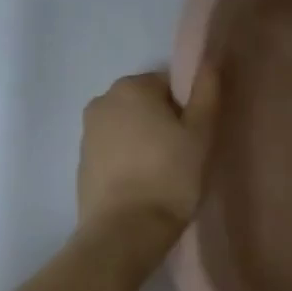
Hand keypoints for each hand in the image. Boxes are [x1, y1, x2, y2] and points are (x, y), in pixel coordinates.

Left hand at [76, 68, 219, 251]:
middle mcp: (102, 100)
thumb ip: (206, 92)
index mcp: (132, 86)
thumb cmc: (170, 175)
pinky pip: (115, 150)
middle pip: (147, 103)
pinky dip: (131, 159)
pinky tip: (145, 184)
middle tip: (185, 155)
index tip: (197, 136)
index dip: (189, 109)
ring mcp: (87, 132)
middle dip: (165, 122)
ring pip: (130, 127)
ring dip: (147, 141)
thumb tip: (209, 60)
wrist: (125, 230)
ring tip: (166, 173)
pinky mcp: (82, 161)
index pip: (170, 85)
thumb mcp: (201, 132)